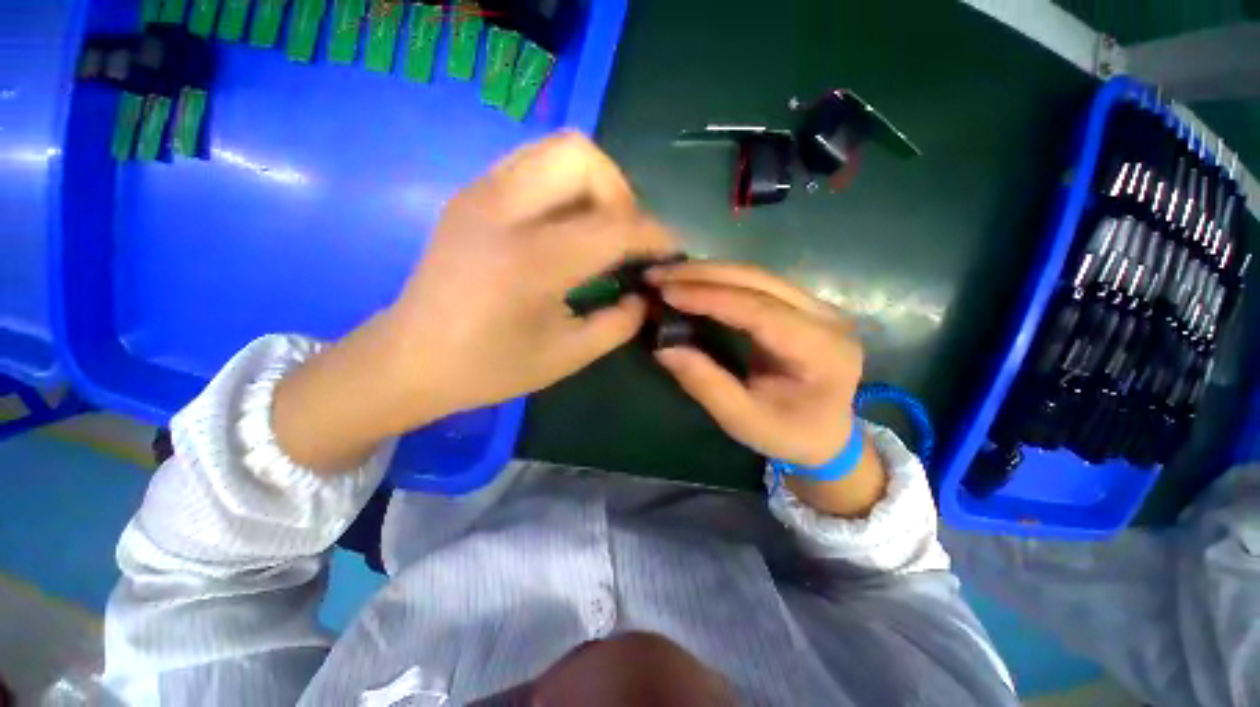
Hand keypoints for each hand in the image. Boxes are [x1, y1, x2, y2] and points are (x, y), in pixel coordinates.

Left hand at [384, 132, 674, 418]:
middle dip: (620, 193)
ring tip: (600, 229)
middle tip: (625, 237)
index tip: (670, 251)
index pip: (613, 225)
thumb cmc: (489, 367)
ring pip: (557, 149)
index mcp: (530, 262)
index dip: (653, 235)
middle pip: (582, 156)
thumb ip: (618, 323)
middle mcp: (502, 210)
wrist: (410, 359)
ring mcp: (481, 194)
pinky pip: (534, 165)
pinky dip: (565, 187)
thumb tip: (644, 296)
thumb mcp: (567, 356)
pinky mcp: (471, 194)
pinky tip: (567, 228)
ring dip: (593, 185)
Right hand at [649, 261, 885, 516]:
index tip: (666, 292)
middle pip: (759, 281)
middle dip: (702, 275)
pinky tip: (692, 280)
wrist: (827, 434)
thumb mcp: (742, 419)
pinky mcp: (803, 304)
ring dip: (707, 272)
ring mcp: (818, 305)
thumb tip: (662, 348)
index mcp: (821, 351)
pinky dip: (719, 279)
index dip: (710, 297)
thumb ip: (705, 383)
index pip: (760, 311)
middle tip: (657, 275)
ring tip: (667, 274)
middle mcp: (826, 317)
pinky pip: (757, 282)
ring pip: (757, 275)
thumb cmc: (788, 434)